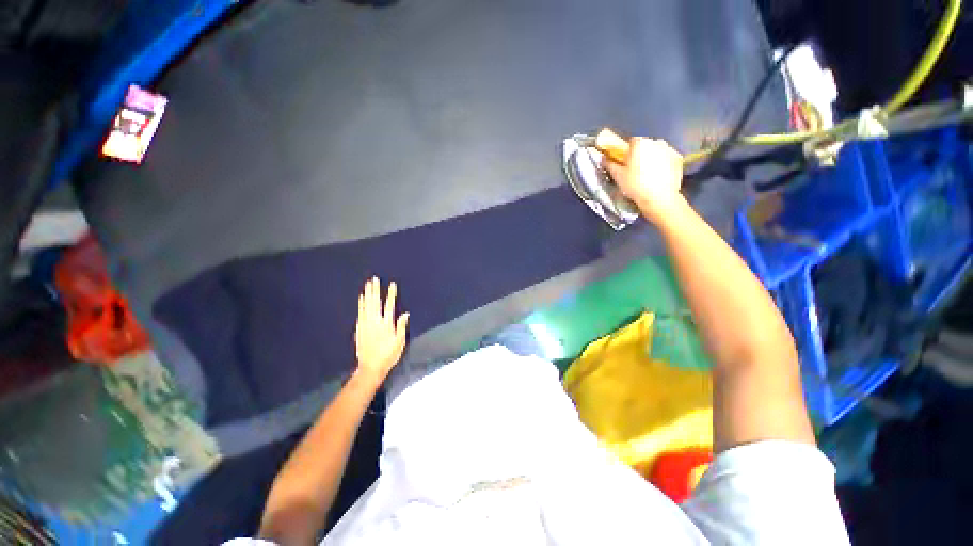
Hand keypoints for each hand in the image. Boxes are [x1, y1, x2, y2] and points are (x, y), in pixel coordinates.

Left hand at [354, 277, 408, 381]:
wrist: (370, 367)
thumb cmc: (388, 355)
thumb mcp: (399, 342)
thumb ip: (401, 326)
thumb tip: (405, 313)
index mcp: (386, 324)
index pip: (389, 305)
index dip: (391, 294)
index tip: (392, 284)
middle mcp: (375, 322)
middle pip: (375, 302)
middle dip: (375, 290)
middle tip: (374, 279)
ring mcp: (365, 325)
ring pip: (366, 306)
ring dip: (367, 294)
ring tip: (367, 284)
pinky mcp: (359, 329)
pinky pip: (360, 313)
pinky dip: (361, 304)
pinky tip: (361, 298)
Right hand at [603, 137, 684, 223]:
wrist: (659, 198)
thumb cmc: (635, 185)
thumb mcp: (618, 176)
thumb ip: (610, 164)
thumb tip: (604, 158)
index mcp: (640, 143)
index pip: (631, 142)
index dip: (626, 152)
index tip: (624, 162)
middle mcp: (656, 141)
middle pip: (645, 146)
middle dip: (640, 155)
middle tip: (634, 170)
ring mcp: (669, 149)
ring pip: (657, 151)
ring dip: (651, 159)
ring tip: (647, 175)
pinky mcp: (678, 159)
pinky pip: (667, 158)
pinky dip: (662, 164)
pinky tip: (658, 176)